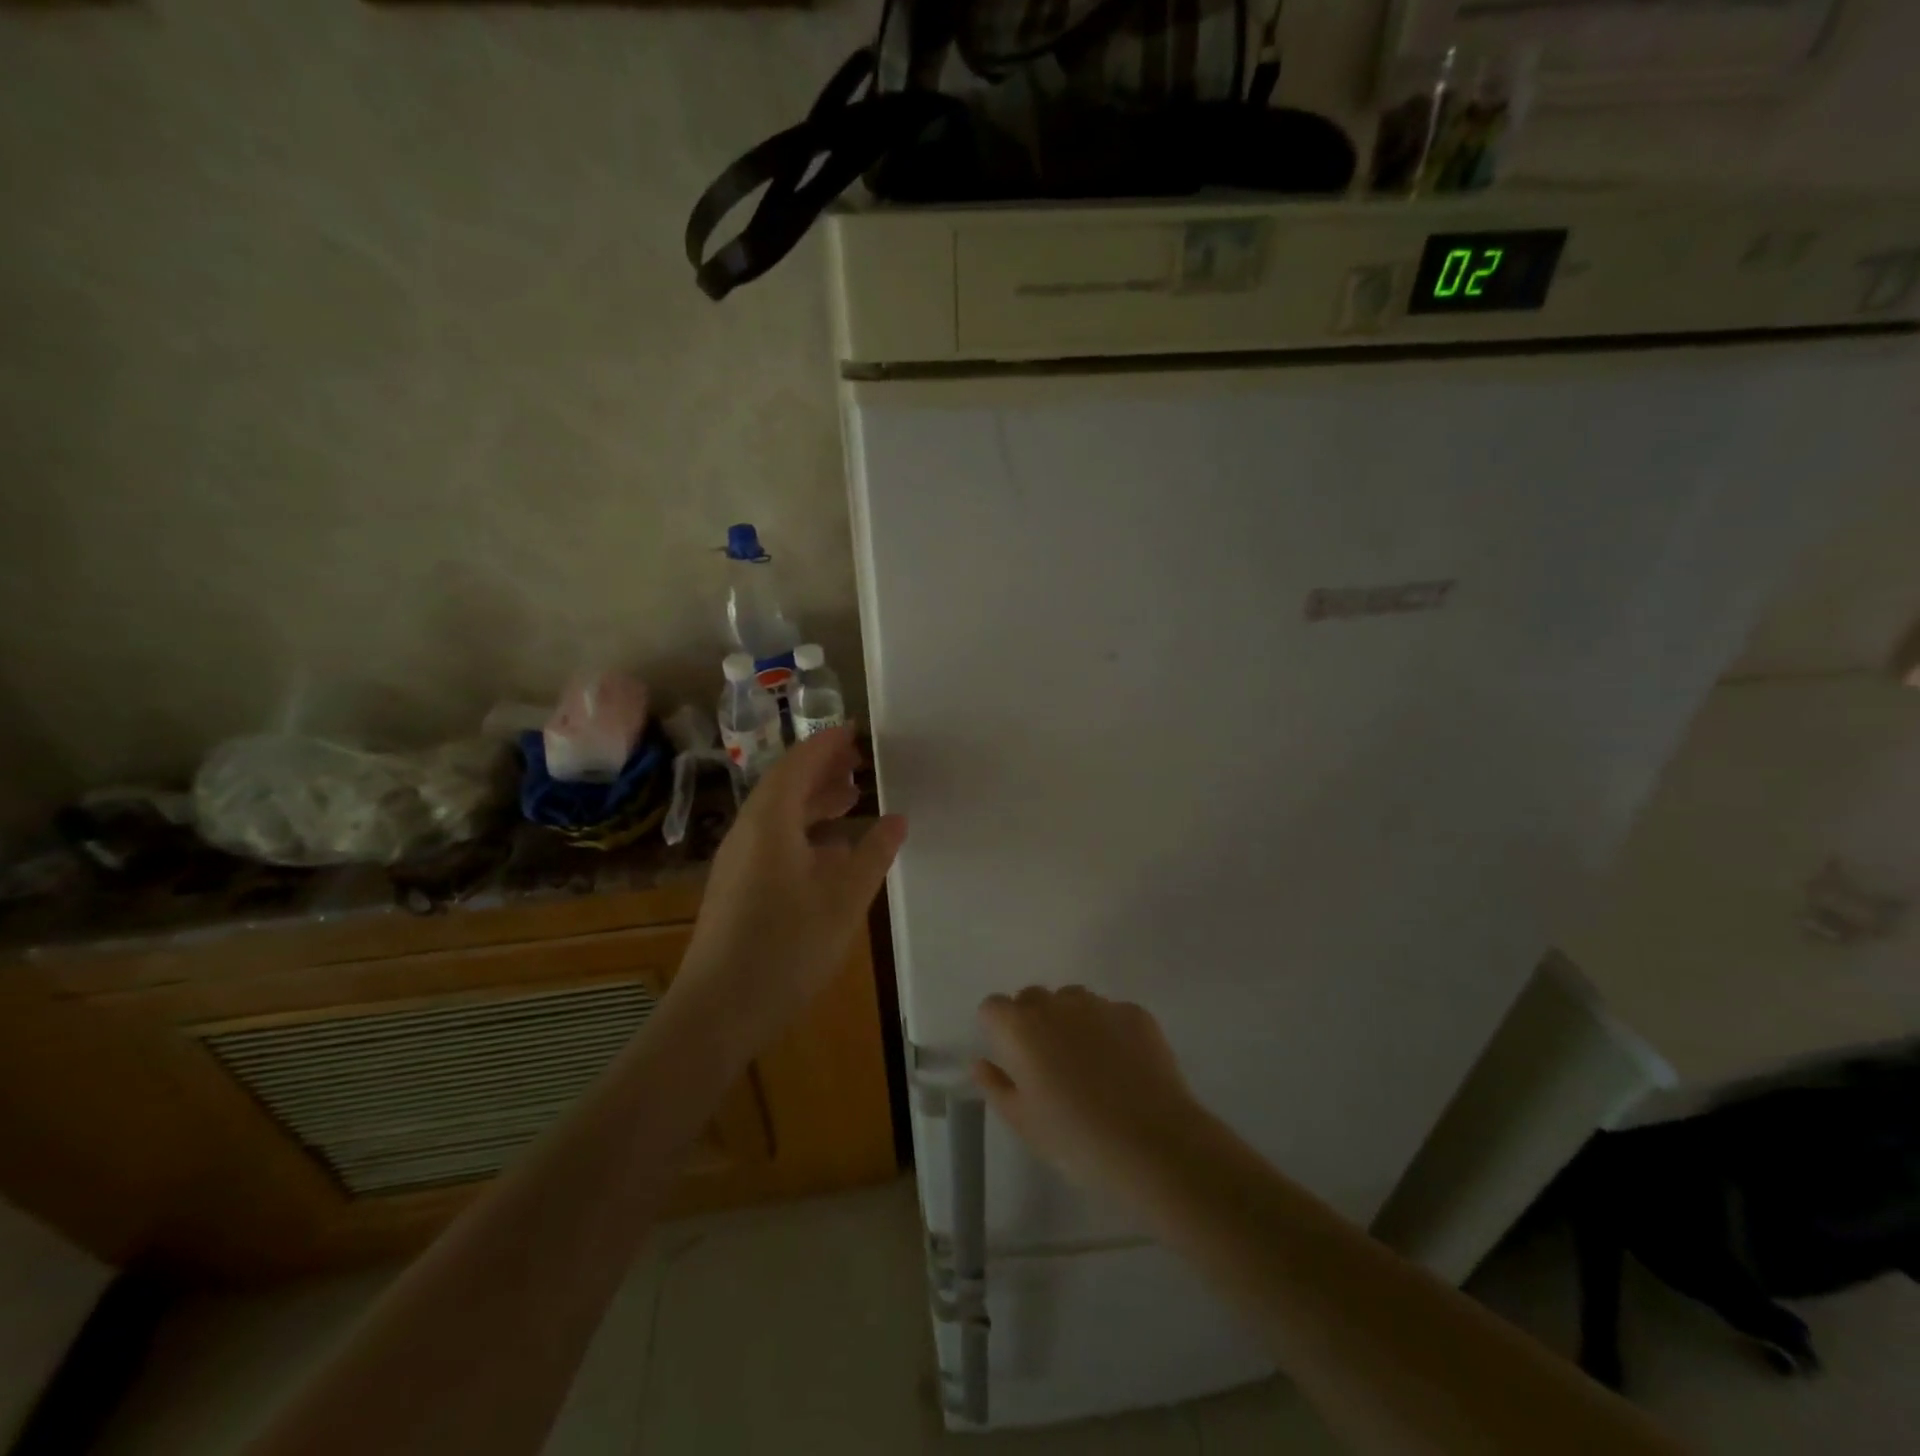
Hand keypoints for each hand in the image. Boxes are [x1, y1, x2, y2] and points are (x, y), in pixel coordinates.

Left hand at [677, 726, 906, 1059]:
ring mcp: (738, 861)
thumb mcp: (844, 898)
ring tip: (852, 798)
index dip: (827, 744)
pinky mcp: (737, 887)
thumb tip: (896, 818)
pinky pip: (773, 840)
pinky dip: (804, 831)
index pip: (799, 764)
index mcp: (770, 822)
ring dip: (814, 801)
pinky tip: (829, 852)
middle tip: (861, 763)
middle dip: (822, 770)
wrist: (717, 1010)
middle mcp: (748, 831)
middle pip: (785, 784)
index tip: (856, 731)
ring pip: (779, 814)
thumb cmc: (786, 947)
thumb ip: (874, 853)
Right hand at [974, 987, 1207, 1195]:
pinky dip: (1109, 1032)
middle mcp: (1056, 1004)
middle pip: (1032, 998)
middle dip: (1033, 1022)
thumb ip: (996, 1086)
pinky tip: (1124, 1069)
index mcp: (1020, 1028)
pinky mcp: (1135, 1013)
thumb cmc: (1076, 1139)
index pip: (993, 1007)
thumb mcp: (1024, 1123)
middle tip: (1048, 1066)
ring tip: (1088, 1066)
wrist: (1153, 1144)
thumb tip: (981, 1063)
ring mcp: (1099, 1004)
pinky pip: (1110, 1014)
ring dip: (1071, 1022)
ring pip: (1073, 1001)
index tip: (1010, 1060)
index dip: (997, 1030)